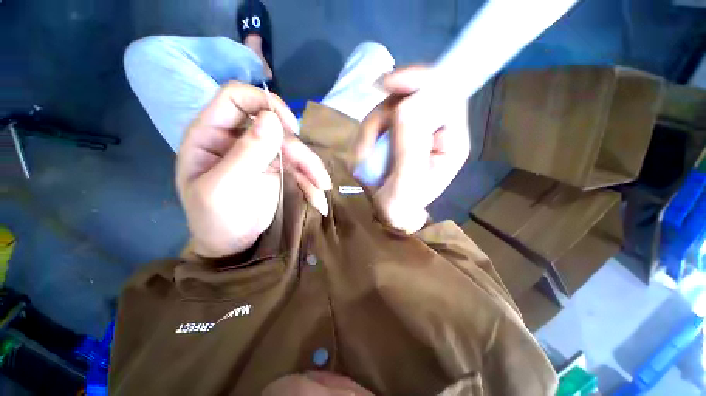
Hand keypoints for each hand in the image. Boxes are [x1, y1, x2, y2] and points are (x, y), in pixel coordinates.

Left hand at [177, 82, 331, 257]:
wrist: (231, 243)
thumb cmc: (215, 219)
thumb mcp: (223, 189)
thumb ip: (246, 153)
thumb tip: (271, 119)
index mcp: (211, 134)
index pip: (237, 97)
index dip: (265, 103)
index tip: (290, 128)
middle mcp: (238, 138)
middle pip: (277, 128)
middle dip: (299, 152)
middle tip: (316, 178)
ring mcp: (261, 153)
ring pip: (293, 148)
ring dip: (312, 168)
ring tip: (322, 189)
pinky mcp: (277, 169)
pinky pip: (299, 167)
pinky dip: (311, 181)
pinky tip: (318, 199)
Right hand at [354, 67, 469, 233]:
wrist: (388, 212)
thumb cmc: (401, 206)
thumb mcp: (406, 185)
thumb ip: (409, 149)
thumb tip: (406, 105)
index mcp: (449, 141)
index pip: (447, 94)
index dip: (421, 81)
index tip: (390, 84)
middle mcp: (434, 130)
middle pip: (411, 97)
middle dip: (385, 116)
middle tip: (369, 142)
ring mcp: (411, 129)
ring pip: (389, 108)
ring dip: (371, 131)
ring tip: (366, 158)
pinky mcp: (393, 133)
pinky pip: (375, 121)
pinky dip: (365, 136)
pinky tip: (364, 155)